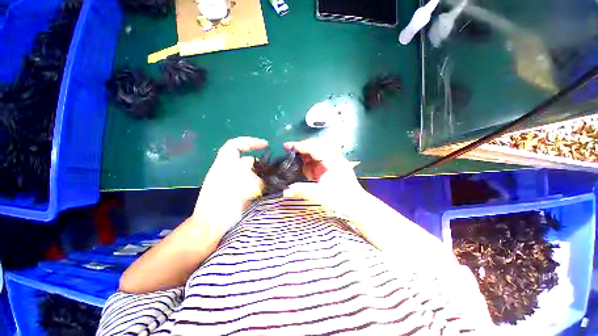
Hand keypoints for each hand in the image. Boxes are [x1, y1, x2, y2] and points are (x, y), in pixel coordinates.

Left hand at [192, 137, 267, 238]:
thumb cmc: (221, 209)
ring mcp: (231, 183)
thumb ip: (254, 179)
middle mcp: (226, 172)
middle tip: (273, 168)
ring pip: (249, 172)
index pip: (234, 145)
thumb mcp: (239, 190)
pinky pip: (250, 183)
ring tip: (272, 180)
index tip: (265, 145)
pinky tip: (266, 190)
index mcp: (223, 167)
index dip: (250, 141)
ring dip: (261, 174)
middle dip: (260, 161)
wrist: (208, 230)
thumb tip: (263, 173)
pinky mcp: (235, 192)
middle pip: (245, 160)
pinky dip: (259, 184)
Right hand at [283, 139, 366, 214]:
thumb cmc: (341, 200)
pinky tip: (308, 172)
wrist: (357, 206)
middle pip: (316, 146)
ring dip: (306, 157)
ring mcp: (334, 162)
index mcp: (332, 161)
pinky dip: (311, 164)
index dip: (300, 146)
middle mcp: (334, 158)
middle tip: (290, 152)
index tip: (287, 146)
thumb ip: (302, 190)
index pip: (315, 148)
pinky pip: (319, 161)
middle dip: (303, 149)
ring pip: (317, 152)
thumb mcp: (320, 195)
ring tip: (299, 164)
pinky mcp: (332, 168)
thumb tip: (286, 190)